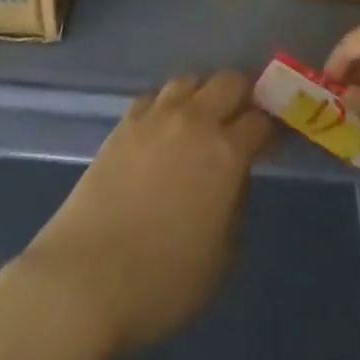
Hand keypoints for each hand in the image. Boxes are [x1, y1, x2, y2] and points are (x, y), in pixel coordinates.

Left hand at [14, 71, 273, 355]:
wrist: (89, 274)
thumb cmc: (163, 279)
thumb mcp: (221, 258)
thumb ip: (236, 206)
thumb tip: (235, 178)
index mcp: (226, 152)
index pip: (260, 120)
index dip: (269, 128)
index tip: (270, 140)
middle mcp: (195, 120)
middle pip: (228, 81)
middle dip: (241, 95)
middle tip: (240, 120)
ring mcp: (157, 115)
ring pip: (190, 79)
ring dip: (202, 94)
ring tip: (200, 119)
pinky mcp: (125, 120)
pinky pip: (155, 95)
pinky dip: (167, 104)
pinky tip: (163, 127)